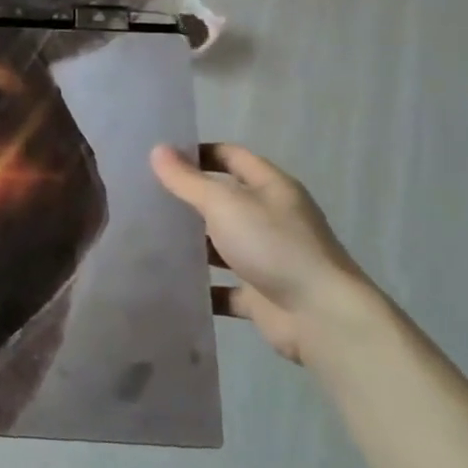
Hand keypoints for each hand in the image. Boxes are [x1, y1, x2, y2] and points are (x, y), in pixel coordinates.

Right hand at [150, 143, 378, 364]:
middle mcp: (271, 219)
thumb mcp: (224, 204)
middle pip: (224, 200)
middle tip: (144, 196)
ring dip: (191, 244)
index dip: (198, 153)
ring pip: (221, 244)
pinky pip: (222, 286)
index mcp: (271, 188)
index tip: (160, 159)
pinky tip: (169, 282)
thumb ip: (188, 180)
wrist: (322, 318)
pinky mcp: (260, 294)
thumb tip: (157, 150)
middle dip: (187, 198)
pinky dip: (200, 286)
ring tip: (146, 238)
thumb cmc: (274, 246)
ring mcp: (267, 258)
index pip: (231, 156)